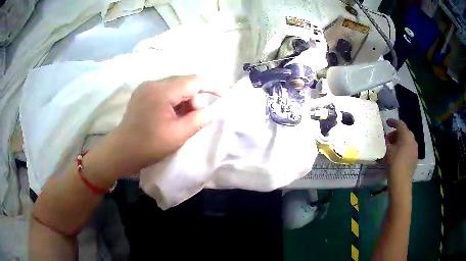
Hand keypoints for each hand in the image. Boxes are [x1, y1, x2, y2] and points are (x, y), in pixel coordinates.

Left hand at [88, 75, 222, 184]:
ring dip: (185, 100)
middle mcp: (153, 83)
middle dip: (195, 98)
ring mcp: (146, 87)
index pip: (194, 81)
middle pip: (184, 82)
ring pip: (175, 87)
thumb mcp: (177, 135)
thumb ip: (198, 120)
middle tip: (196, 118)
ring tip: (182, 120)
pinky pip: (165, 91)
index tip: (224, 94)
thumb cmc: (148, 146)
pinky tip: (172, 115)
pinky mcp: (142, 93)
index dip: (212, 85)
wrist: (120, 152)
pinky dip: (174, 101)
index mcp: (161, 91)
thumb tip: (213, 111)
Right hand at [385, 119, 417, 183]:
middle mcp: (412, 139)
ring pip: (408, 140)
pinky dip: (404, 148)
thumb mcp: (388, 150)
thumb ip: (388, 142)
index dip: (393, 122)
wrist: (401, 180)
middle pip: (404, 132)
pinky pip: (409, 148)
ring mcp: (415, 149)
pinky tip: (399, 154)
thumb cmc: (394, 162)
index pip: (399, 124)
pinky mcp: (415, 157)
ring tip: (394, 147)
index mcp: (406, 135)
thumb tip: (388, 139)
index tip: (387, 122)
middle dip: (396, 133)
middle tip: (389, 138)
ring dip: (401, 141)